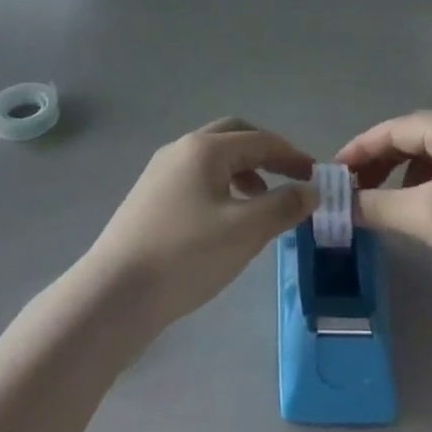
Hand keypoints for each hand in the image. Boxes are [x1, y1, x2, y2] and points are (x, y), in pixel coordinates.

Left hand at [83, 117, 314, 334]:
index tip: (317, 176)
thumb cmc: (186, 256)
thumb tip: (311, 190)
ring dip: (244, 172)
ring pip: (213, 161)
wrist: (114, 294)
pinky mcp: (150, 199)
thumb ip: (283, 206)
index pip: (259, 140)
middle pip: (233, 138)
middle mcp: (180, 150)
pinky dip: (223, 189)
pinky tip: (228, 221)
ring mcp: (160, 174)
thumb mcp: (245, 231)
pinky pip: (197, 180)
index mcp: (204, 149)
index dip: (292, 155)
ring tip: (263, 203)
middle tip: (291, 177)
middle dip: (266, 154)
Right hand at [336, 110, 431, 311]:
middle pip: (414, 138)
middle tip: (352, 190)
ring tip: (381, 203)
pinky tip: (420, 211)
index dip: (360, 149)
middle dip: (380, 163)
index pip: (395, 129)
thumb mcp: (425, 216)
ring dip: (402, 176)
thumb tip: (341, 205)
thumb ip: (377, 205)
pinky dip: (428, 186)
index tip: (333, 173)